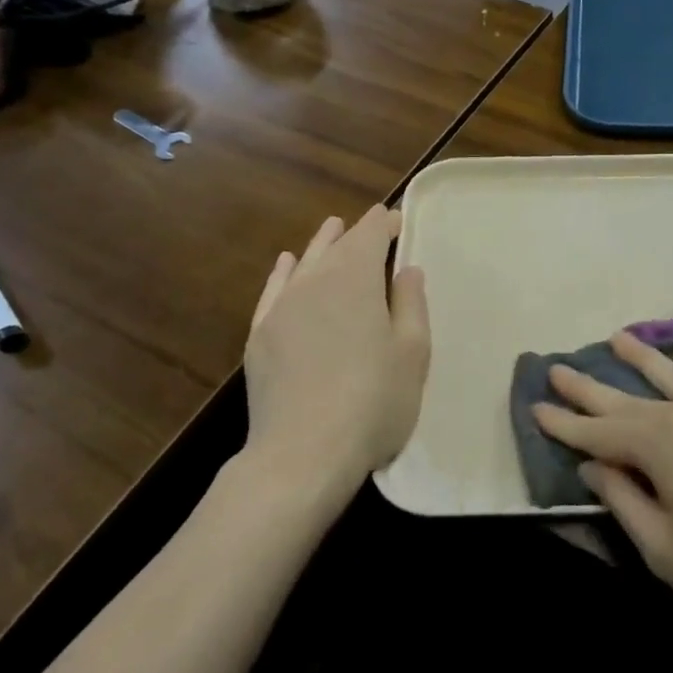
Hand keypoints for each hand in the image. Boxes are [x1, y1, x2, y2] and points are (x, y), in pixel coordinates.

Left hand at [244, 207, 429, 499]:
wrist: (304, 452)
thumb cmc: (374, 401)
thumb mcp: (412, 352)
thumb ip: (410, 304)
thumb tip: (406, 268)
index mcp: (355, 279)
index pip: (370, 235)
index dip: (385, 223)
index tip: (397, 220)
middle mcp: (314, 282)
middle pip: (336, 246)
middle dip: (356, 233)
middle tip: (371, 224)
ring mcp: (281, 308)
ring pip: (304, 263)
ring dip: (321, 245)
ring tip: (331, 228)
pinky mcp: (260, 336)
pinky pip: (273, 290)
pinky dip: (283, 273)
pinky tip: (287, 264)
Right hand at [533, 332, 672, 664]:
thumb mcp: (665, 551)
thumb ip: (623, 499)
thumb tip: (593, 463)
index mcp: (660, 445)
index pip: (597, 431)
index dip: (563, 424)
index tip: (533, 406)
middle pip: (628, 398)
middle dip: (589, 386)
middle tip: (556, 367)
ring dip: (642, 359)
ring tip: (616, 337)